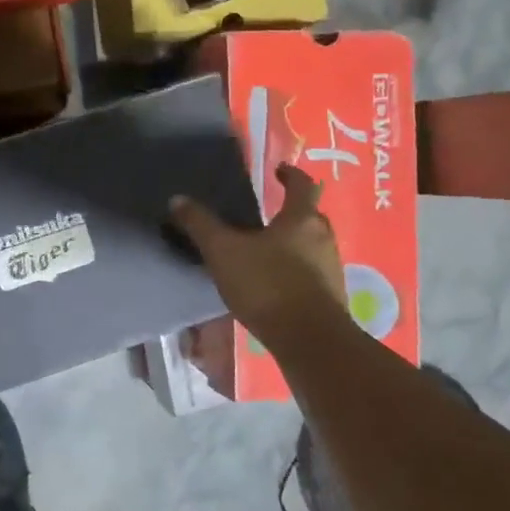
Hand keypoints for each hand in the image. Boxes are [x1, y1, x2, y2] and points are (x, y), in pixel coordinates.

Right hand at [170, 164, 348, 350]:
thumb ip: (200, 225)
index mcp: (301, 219)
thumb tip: (178, 199)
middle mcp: (323, 238)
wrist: (310, 340)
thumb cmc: (267, 285)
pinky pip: (311, 272)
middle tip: (266, 213)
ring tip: (265, 250)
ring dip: (293, 242)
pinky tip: (274, 283)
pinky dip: (295, 269)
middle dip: (291, 211)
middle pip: (310, 215)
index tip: (278, 170)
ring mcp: (331, 268)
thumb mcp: (223, 252)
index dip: (290, 174)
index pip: (302, 185)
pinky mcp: (330, 296)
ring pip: (312, 245)